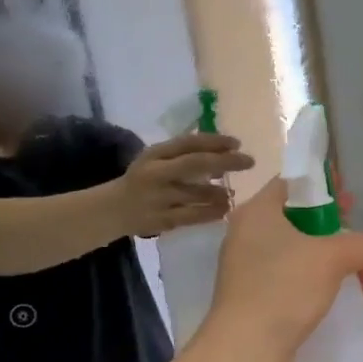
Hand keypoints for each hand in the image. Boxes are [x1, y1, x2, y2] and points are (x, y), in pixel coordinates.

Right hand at [118, 133, 253, 234]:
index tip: (237, 143)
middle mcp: (156, 173)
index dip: (215, 141)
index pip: (188, 143)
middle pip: (196, 164)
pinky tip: (224, 210)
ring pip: (198, 193)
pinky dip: (212, 212)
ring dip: (221, 192)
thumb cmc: (143, 180)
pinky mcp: (164, 220)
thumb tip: (222, 151)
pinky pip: (194, 216)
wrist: (114, 210)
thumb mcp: (156, 160)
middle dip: (226, 162)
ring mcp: (160, 198)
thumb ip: (183, 154)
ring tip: (232, 193)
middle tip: (249, 162)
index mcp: (155, 154)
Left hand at [205, 178, 362, 361]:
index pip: (292, 183)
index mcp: (258, 212)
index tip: (350, 197)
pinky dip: (323, 285)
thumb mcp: (332, 257)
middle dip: (339, 231)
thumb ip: (361, 244)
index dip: (324, 185)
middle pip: (301, 220)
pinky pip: (296, 281)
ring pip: (303, 254)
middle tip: (362, 238)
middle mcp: (248, 235)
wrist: (246, 348)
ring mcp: (251, 268)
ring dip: (340, 264)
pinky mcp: (257, 297)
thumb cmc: (285, 288)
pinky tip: (354, 300)